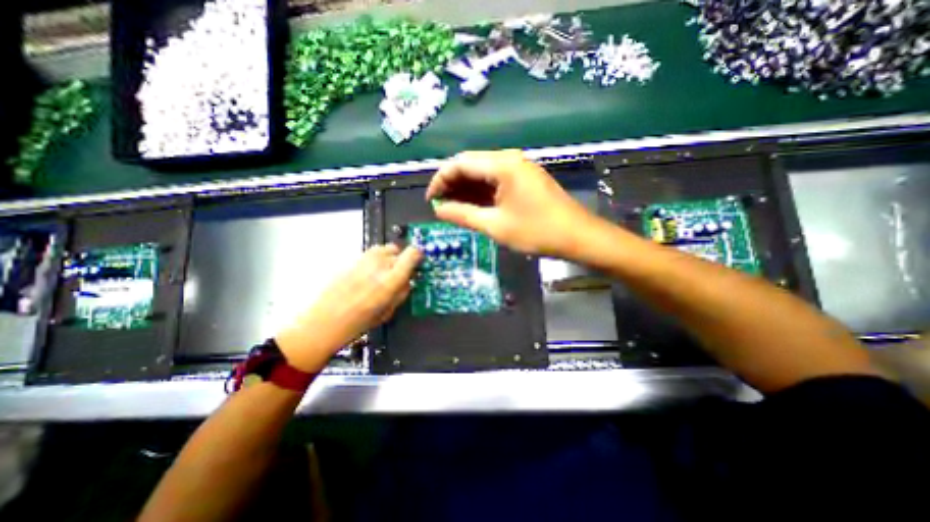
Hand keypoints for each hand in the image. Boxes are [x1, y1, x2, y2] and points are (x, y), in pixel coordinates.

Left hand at [276, 243, 421, 369]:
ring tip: (384, 271)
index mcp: (390, 281)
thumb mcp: (387, 312)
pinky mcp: (351, 261)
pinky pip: (369, 253)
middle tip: (399, 273)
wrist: (323, 322)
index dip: (418, 255)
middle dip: (402, 260)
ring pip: (383, 248)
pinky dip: (374, 260)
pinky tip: (369, 274)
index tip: (418, 260)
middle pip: (398, 250)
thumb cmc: (356, 324)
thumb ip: (401, 293)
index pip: (411, 255)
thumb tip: (407, 281)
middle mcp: (377, 266)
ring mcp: (362, 261)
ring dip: (388, 257)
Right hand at [425, 148, 594, 255]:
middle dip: (452, 184)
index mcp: (502, 165)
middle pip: (470, 164)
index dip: (440, 180)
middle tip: (440, 206)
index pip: (460, 163)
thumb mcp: (495, 226)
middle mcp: (509, 158)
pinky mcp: (524, 178)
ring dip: (465, 188)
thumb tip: (438, 210)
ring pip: (482, 172)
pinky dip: (481, 191)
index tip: (430, 200)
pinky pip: (495, 180)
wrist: (577, 236)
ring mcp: (519, 167)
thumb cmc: (536, 231)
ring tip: (452, 208)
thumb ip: (463, 215)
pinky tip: (473, 205)